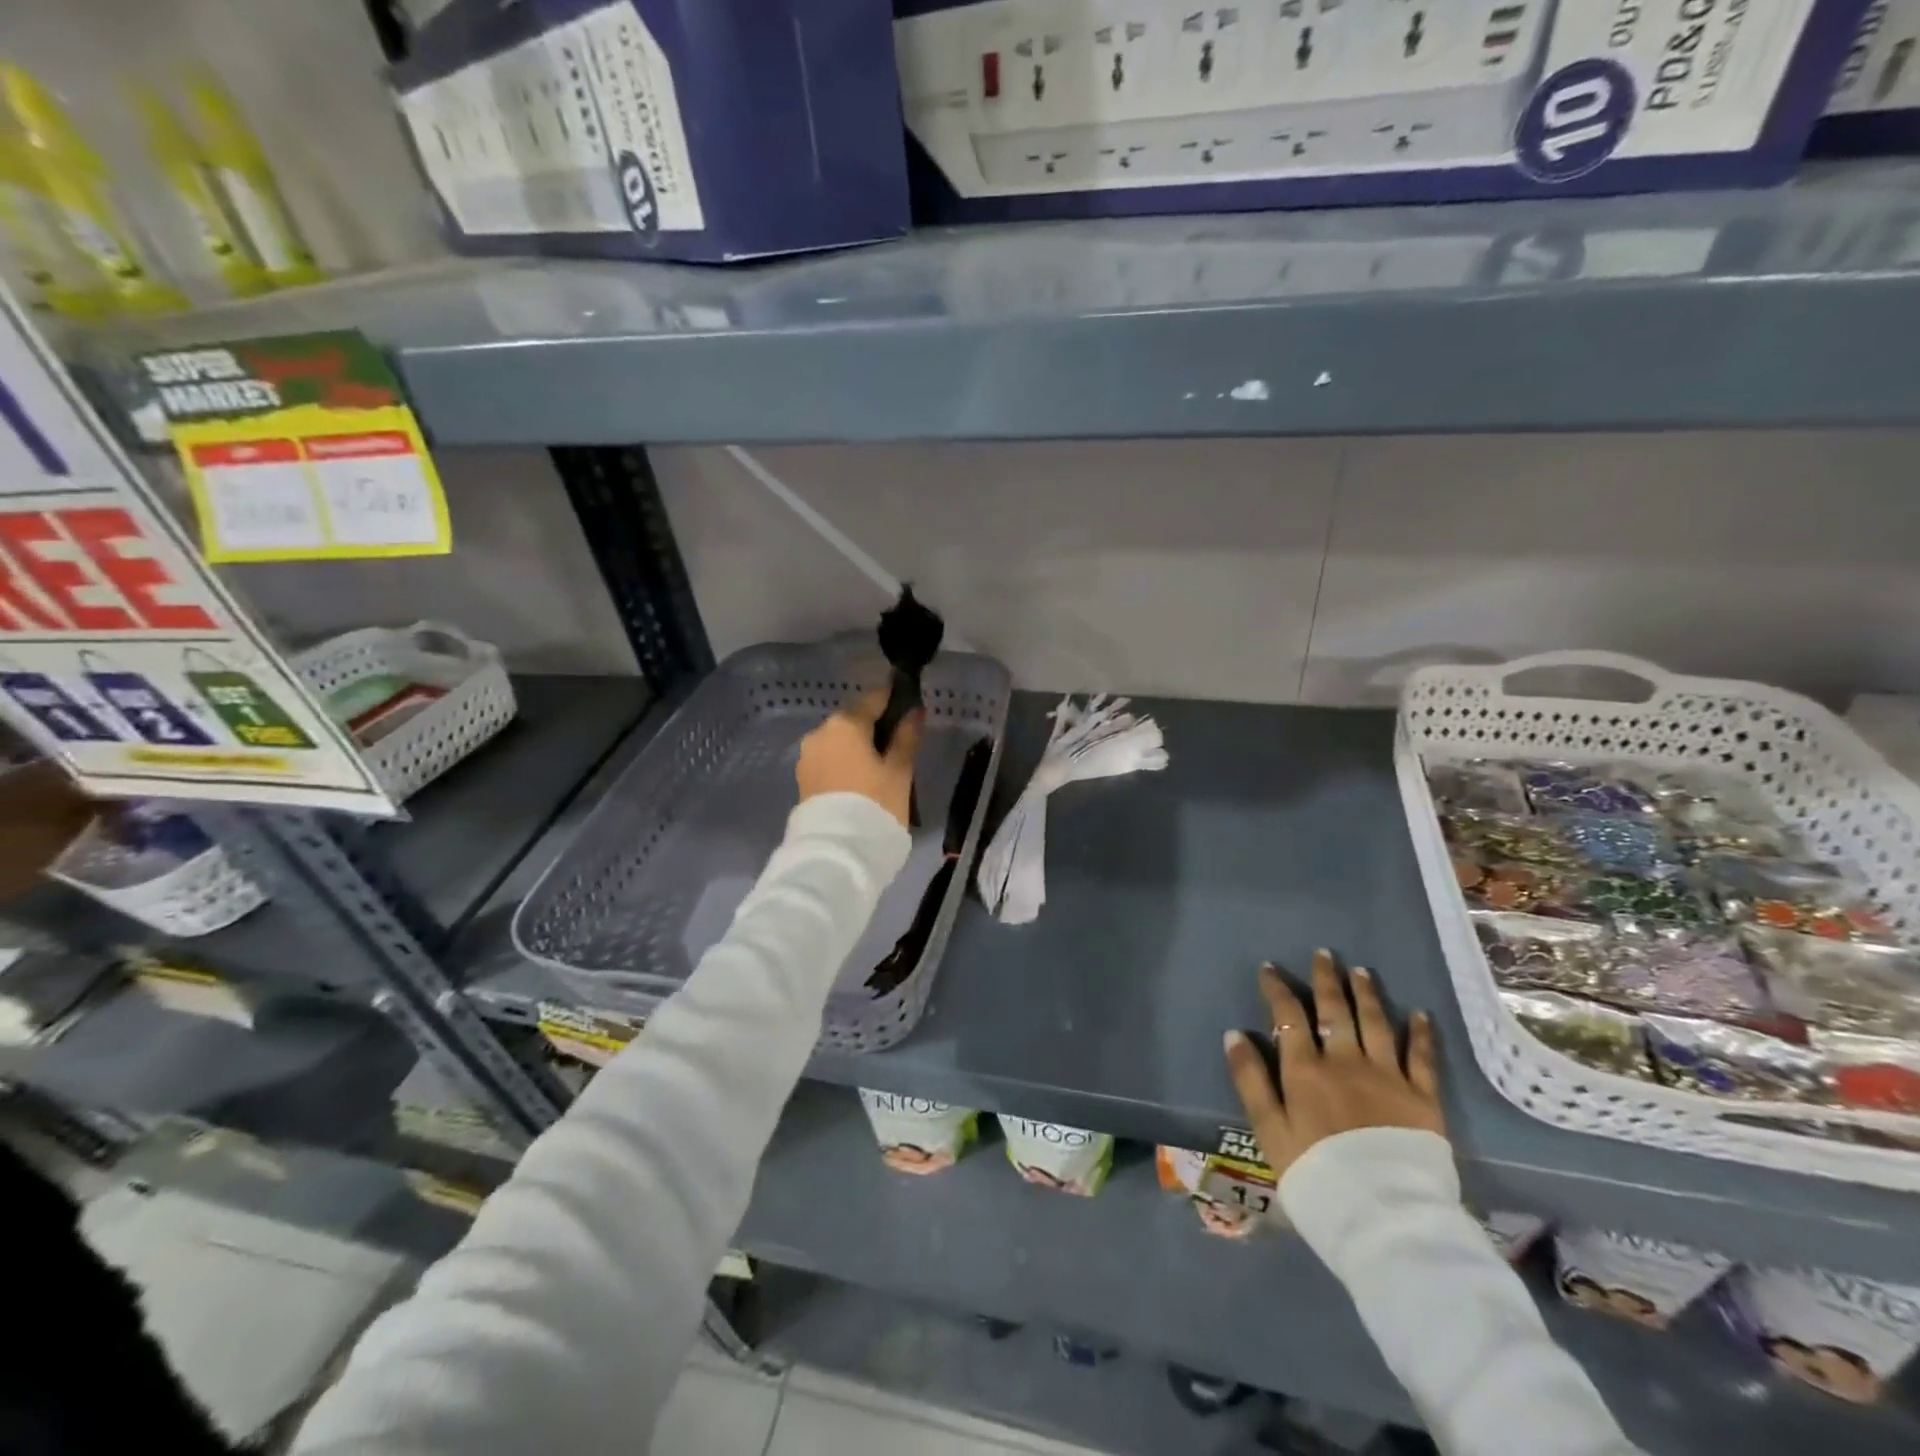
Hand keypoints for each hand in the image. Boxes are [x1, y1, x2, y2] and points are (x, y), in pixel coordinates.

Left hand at [796, 690, 922, 827]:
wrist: (838, 850)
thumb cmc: (876, 804)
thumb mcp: (899, 771)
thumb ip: (906, 737)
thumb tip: (916, 711)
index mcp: (846, 724)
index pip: (873, 699)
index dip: (891, 697)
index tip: (906, 699)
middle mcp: (820, 732)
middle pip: (852, 719)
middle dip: (872, 723)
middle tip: (896, 736)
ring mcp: (807, 755)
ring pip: (838, 739)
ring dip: (856, 743)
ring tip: (879, 760)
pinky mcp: (802, 777)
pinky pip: (828, 757)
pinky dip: (844, 759)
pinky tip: (860, 773)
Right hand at [1223, 949, 1443, 1181]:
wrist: (1383, 1218)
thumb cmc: (1316, 1176)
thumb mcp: (1269, 1131)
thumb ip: (1251, 1081)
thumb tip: (1234, 1034)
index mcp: (1305, 1070)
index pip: (1288, 1017)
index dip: (1277, 989)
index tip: (1269, 968)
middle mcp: (1346, 1062)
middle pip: (1335, 1011)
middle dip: (1326, 980)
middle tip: (1323, 954)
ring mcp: (1388, 1077)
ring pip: (1376, 1023)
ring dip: (1367, 994)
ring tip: (1360, 971)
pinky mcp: (1423, 1098)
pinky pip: (1422, 1057)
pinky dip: (1420, 1033)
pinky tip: (1420, 1014)